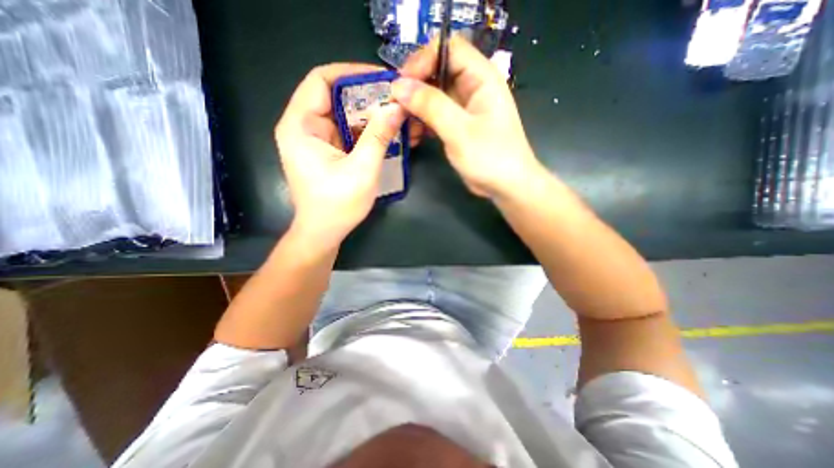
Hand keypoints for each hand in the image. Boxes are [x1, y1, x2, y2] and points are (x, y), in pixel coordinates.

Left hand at [277, 63, 406, 251]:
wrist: (324, 233)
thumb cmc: (337, 205)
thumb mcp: (362, 169)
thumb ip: (378, 136)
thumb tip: (397, 107)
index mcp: (300, 125)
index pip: (322, 81)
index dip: (353, 74)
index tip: (383, 80)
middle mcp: (304, 127)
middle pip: (336, 98)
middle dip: (368, 98)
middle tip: (397, 101)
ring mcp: (317, 140)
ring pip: (345, 116)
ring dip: (371, 116)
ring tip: (398, 117)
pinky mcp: (328, 151)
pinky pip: (348, 132)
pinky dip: (367, 131)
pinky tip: (388, 134)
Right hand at [393, 34, 543, 199]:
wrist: (506, 186)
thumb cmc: (491, 158)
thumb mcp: (460, 131)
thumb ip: (431, 106)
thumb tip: (399, 86)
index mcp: (481, 78)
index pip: (448, 49)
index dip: (423, 60)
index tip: (402, 84)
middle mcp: (472, 87)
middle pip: (437, 72)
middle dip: (414, 88)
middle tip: (396, 107)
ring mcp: (464, 107)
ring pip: (433, 96)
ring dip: (416, 109)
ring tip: (402, 126)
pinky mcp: (458, 125)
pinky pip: (435, 115)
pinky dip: (422, 123)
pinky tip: (413, 137)